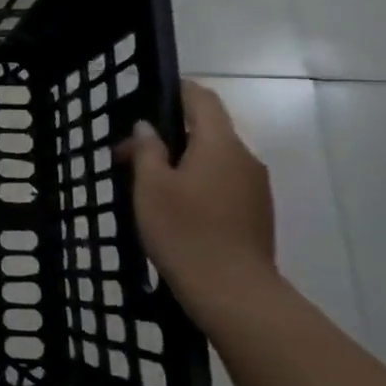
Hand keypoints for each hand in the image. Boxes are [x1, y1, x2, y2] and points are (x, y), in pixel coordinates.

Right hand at [120, 81, 275, 322]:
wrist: (233, 293)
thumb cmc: (185, 231)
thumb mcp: (151, 187)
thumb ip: (147, 150)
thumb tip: (147, 127)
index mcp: (220, 144)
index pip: (202, 99)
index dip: (177, 91)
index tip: (148, 99)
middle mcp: (244, 158)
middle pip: (207, 130)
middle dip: (168, 135)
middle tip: (128, 157)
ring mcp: (255, 187)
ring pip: (214, 159)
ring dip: (182, 162)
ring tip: (147, 186)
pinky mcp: (256, 213)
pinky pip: (223, 183)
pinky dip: (198, 183)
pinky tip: (174, 208)